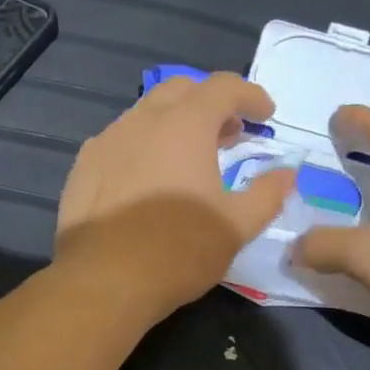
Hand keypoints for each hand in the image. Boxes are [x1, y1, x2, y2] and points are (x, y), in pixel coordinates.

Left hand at [55, 73, 296, 316]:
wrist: (104, 281)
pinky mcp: (82, 169)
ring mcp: (106, 142)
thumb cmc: (178, 251)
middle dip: (210, 102)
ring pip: (145, 115)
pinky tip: (147, 179)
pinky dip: (143, 147)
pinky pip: (118, 142)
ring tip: (188, 158)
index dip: (250, 94)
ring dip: (174, 124)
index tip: (265, 114)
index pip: (223, 87)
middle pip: (181, 90)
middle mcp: (142, 121)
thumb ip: (267, 195)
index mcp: (184, 125)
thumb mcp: (236, 227)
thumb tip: (287, 174)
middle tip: (228, 134)